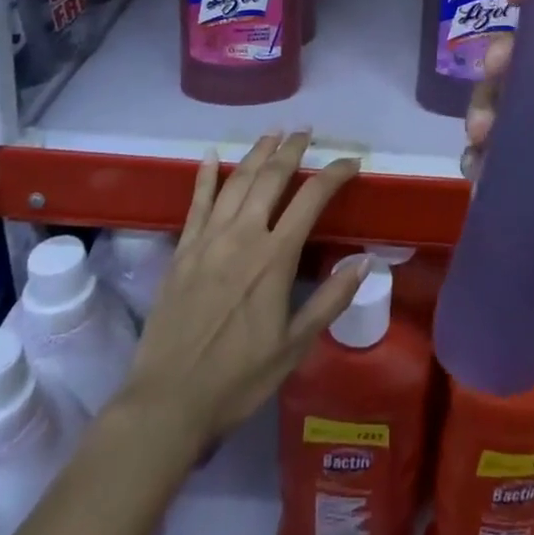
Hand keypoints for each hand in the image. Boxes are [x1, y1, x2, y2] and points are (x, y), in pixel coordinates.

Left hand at [124, 132, 365, 443]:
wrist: (168, 403)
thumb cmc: (238, 379)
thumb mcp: (294, 347)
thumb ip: (330, 300)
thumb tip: (365, 261)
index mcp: (275, 258)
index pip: (312, 199)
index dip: (334, 174)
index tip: (351, 162)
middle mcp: (243, 236)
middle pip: (271, 178)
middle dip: (292, 149)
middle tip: (306, 131)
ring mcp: (208, 239)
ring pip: (237, 181)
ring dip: (257, 153)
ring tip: (272, 133)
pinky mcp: (182, 250)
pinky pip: (196, 203)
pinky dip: (206, 176)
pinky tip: (212, 155)